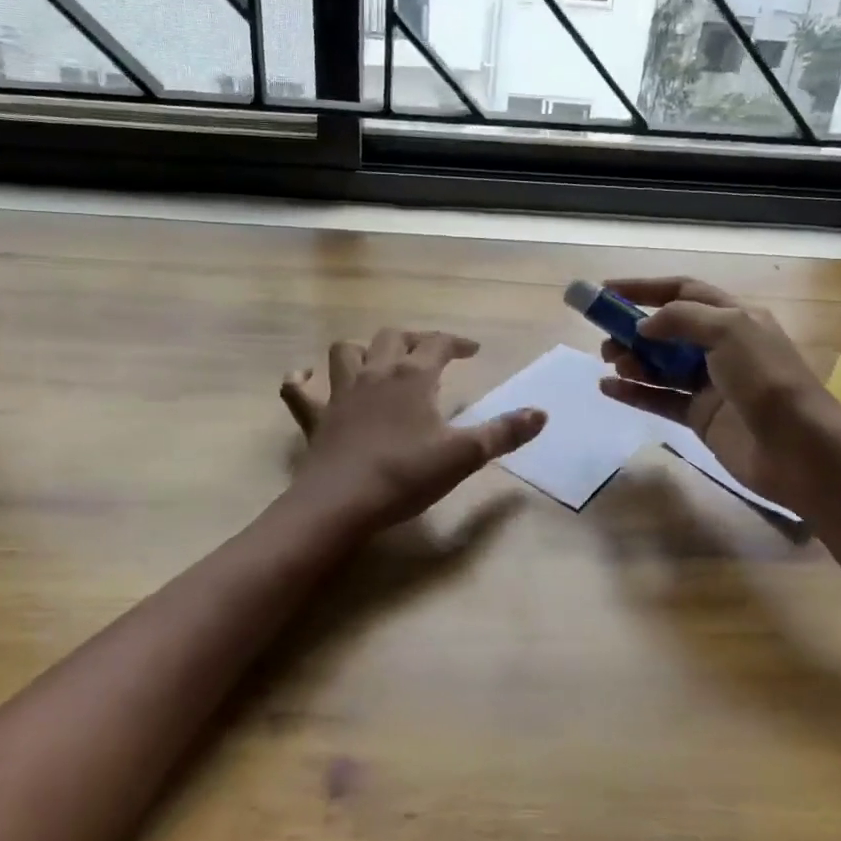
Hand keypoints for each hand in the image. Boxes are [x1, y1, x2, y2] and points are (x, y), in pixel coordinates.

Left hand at [279, 329, 545, 534]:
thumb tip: (541, 413)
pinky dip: (301, 379)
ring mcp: (340, 393)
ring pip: (347, 351)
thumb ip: (503, 433)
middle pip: (392, 338)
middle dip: (413, 340)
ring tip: (377, 361)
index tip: (473, 351)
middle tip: (429, 355)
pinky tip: (305, 377)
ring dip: (363, 350)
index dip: (457, 342)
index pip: (437, 343)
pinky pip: (298, 389)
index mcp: (412, 377)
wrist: (342, 502)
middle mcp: (375, 374)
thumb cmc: (406, 475)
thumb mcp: (463, 455)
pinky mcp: (315, 418)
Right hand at [596, 277, 840, 505]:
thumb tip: (643, 326)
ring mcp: (710, 384)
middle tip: (606, 339)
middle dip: (632, 329)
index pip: (683, 291)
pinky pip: (659, 399)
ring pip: (660, 365)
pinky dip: (634, 392)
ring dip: (632, 360)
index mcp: (734, 317)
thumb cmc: (767, 380)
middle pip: (667, 329)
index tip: (605, 291)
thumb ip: (682, 319)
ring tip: (611, 363)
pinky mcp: (700, 417)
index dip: (644, 288)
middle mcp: (721, 346)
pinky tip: (608, 389)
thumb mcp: (730, 331)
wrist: (800, 450)